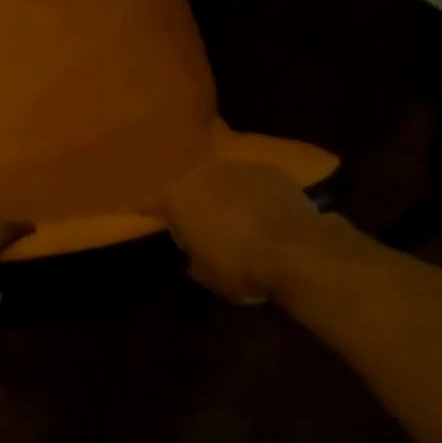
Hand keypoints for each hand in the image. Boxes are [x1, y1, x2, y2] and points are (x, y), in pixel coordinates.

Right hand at [164, 160, 324, 305]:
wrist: (295, 250)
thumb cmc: (239, 265)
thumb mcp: (205, 274)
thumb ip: (192, 258)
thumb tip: (193, 255)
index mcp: (177, 197)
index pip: (151, 201)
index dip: (149, 210)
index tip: (145, 214)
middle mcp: (203, 173)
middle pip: (190, 186)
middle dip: (194, 203)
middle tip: (201, 224)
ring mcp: (238, 167)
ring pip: (223, 181)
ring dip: (225, 197)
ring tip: (237, 220)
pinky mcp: (269, 170)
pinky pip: (253, 183)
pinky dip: (254, 196)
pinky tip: (266, 215)